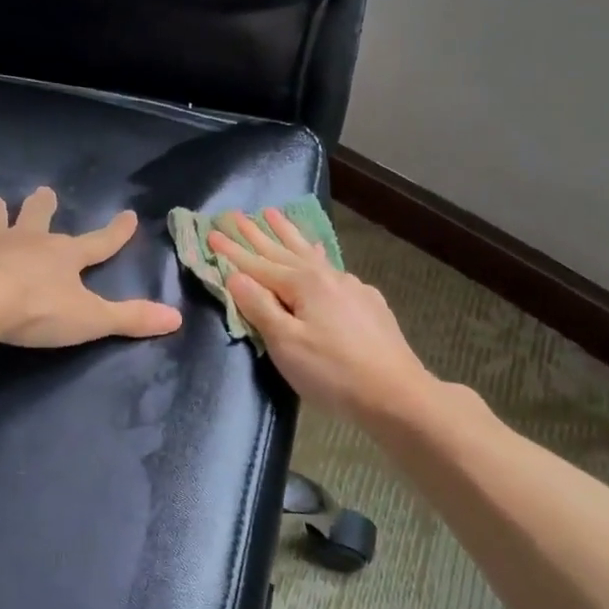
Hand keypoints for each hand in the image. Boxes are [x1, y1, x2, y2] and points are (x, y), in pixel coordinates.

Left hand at [0, 187, 182, 347]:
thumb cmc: (37, 310)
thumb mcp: (91, 318)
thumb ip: (131, 318)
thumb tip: (176, 318)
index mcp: (62, 256)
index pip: (98, 242)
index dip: (115, 232)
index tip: (128, 215)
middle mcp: (25, 243)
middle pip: (37, 218)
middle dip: (42, 206)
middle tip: (43, 191)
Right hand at [208, 208, 435, 421]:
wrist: (396, 394)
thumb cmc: (332, 372)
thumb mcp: (286, 343)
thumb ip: (260, 307)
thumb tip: (235, 276)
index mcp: (304, 284)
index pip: (258, 264)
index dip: (232, 251)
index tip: (211, 233)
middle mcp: (328, 277)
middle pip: (284, 252)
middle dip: (257, 234)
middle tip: (235, 214)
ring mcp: (351, 288)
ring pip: (310, 254)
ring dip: (288, 235)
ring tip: (273, 214)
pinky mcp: (368, 303)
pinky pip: (330, 268)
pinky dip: (315, 255)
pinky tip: (318, 253)